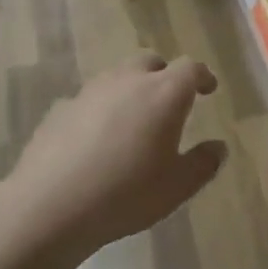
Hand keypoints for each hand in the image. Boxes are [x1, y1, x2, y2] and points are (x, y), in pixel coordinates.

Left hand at [5, 53, 226, 255]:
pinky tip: (97, 140)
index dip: (202, 76)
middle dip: (165, 75)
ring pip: (117, 77)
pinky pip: (90, 100)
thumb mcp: (177, 187)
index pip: (190, 68)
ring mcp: (90, 92)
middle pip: (150, 62)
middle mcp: (127, 81)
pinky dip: (101, 110)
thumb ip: (204, 163)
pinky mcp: (60, 109)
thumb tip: (218, 147)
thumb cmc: (125, 194)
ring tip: (134, 121)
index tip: (208, 89)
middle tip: (170, 101)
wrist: (49, 206)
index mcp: (163, 94)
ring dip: (131, 89)